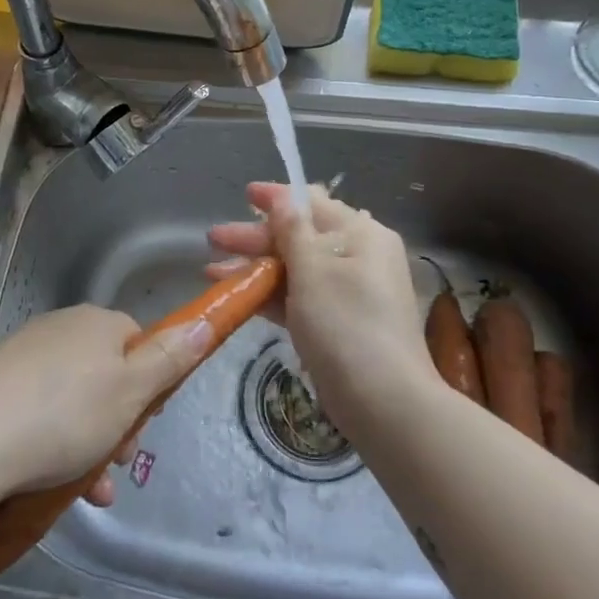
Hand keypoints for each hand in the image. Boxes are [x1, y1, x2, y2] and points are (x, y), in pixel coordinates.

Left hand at [0, 304, 214, 504]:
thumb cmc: (64, 414)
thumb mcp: (131, 390)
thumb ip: (170, 358)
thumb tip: (203, 322)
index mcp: (96, 323)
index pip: (137, 340)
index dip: (150, 381)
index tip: (149, 420)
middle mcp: (59, 330)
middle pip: (106, 373)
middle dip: (121, 421)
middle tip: (121, 461)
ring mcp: (22, 358)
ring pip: (73, 401)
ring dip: (90, 444)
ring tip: (91, 492)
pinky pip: (38, 414)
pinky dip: (54, 447)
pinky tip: (56, 488)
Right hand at [208, 183, 434, 437]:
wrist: (385, 403)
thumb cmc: (346, 325)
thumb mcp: (313, 270)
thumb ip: (292, 230)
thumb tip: (283, 195)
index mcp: (361, 234)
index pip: (313, 203)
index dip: (276, 198)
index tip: (244, 195)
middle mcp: (360, 256)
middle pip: (300, 236)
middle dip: (255, 238)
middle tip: (213, 239)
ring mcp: (349, 291)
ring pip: (296, 269)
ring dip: (256, 267)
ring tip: (212, 272)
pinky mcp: (339, 322)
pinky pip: (301, 297)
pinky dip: (271, 294)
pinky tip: (238, 296)